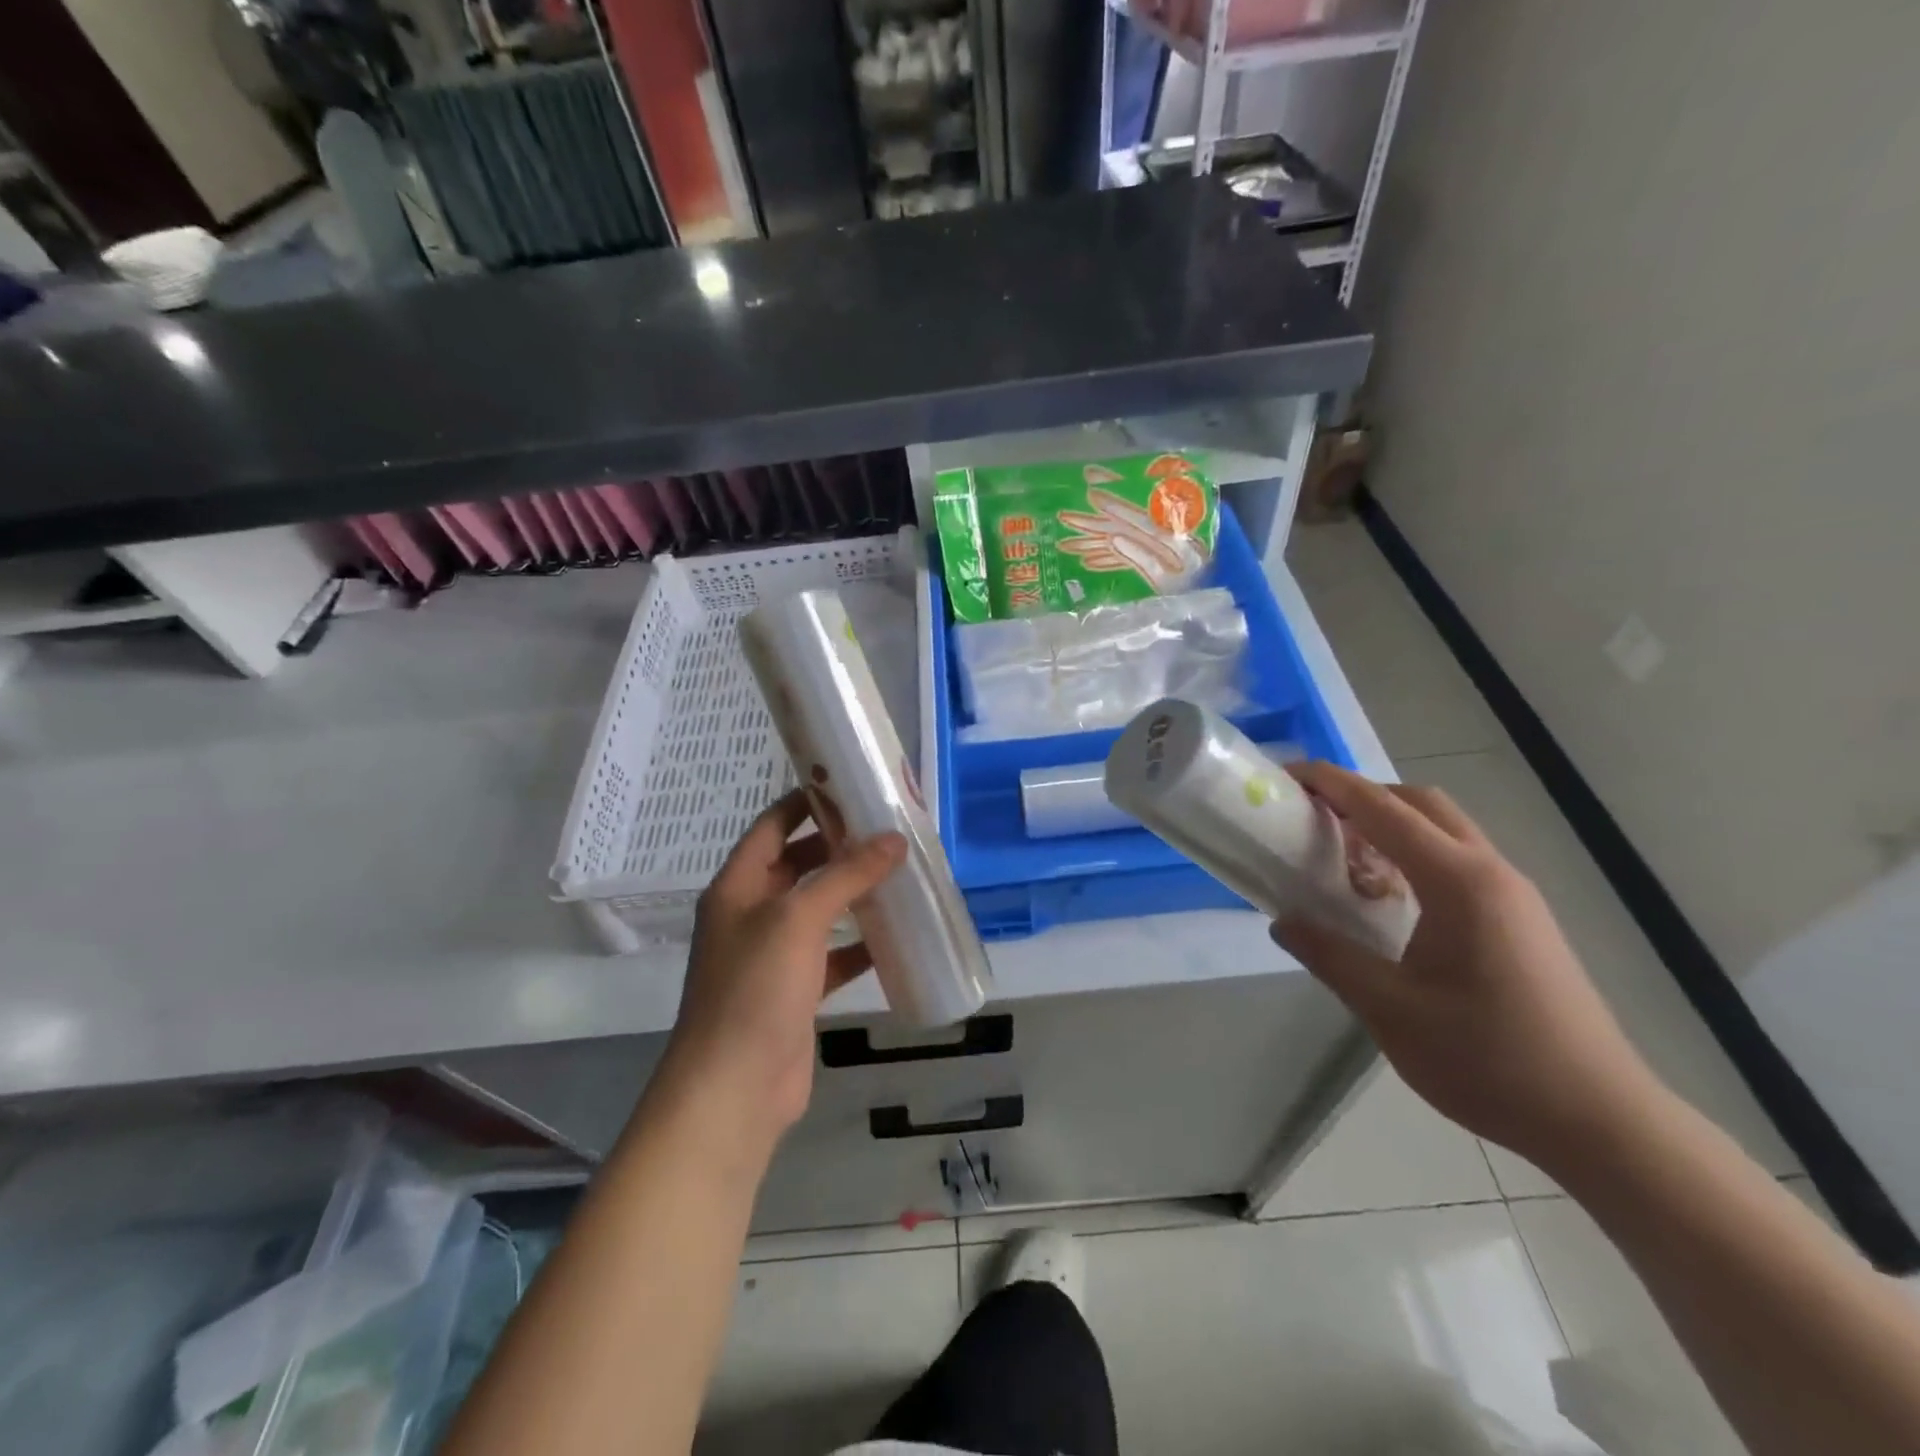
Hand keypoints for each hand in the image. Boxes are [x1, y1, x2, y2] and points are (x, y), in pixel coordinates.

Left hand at [664, 791, 906, 1142]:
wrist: (734, 1089)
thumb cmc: (756, 989)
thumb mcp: (799, 919)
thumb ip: (846, 875)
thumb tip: (894, 839)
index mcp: (738, 886)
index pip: (773, 825)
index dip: (807, 802)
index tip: (851, 785)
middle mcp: (751, 913)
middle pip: (798, 864)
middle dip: (840, 847)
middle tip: (890, 829)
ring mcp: (772, 954)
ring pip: (818, 910)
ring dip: (853, 893)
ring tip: (900, 873)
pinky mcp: (795, 991)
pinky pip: (831, 954)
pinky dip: (859, 944)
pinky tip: (895, 936)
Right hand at [1271, 762, 1667, 1172]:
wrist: (1600, 1120)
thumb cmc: (1490, 1060)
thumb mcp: (1390, 1011)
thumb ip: (1330, 957)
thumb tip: (1284, 921)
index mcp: (1459, 882)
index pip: (1384, 810)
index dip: (1332, 785)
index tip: (1287, 775)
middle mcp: (1491, 873)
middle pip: (1421, 804)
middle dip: (1363, 796)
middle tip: (1314, 817)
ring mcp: (1513, 896)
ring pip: (1444, 831)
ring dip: (1390, 827)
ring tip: (1344, 859)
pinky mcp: (1522, 920)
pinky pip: (1458, 861)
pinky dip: (1414, 856)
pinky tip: (1390, 901)